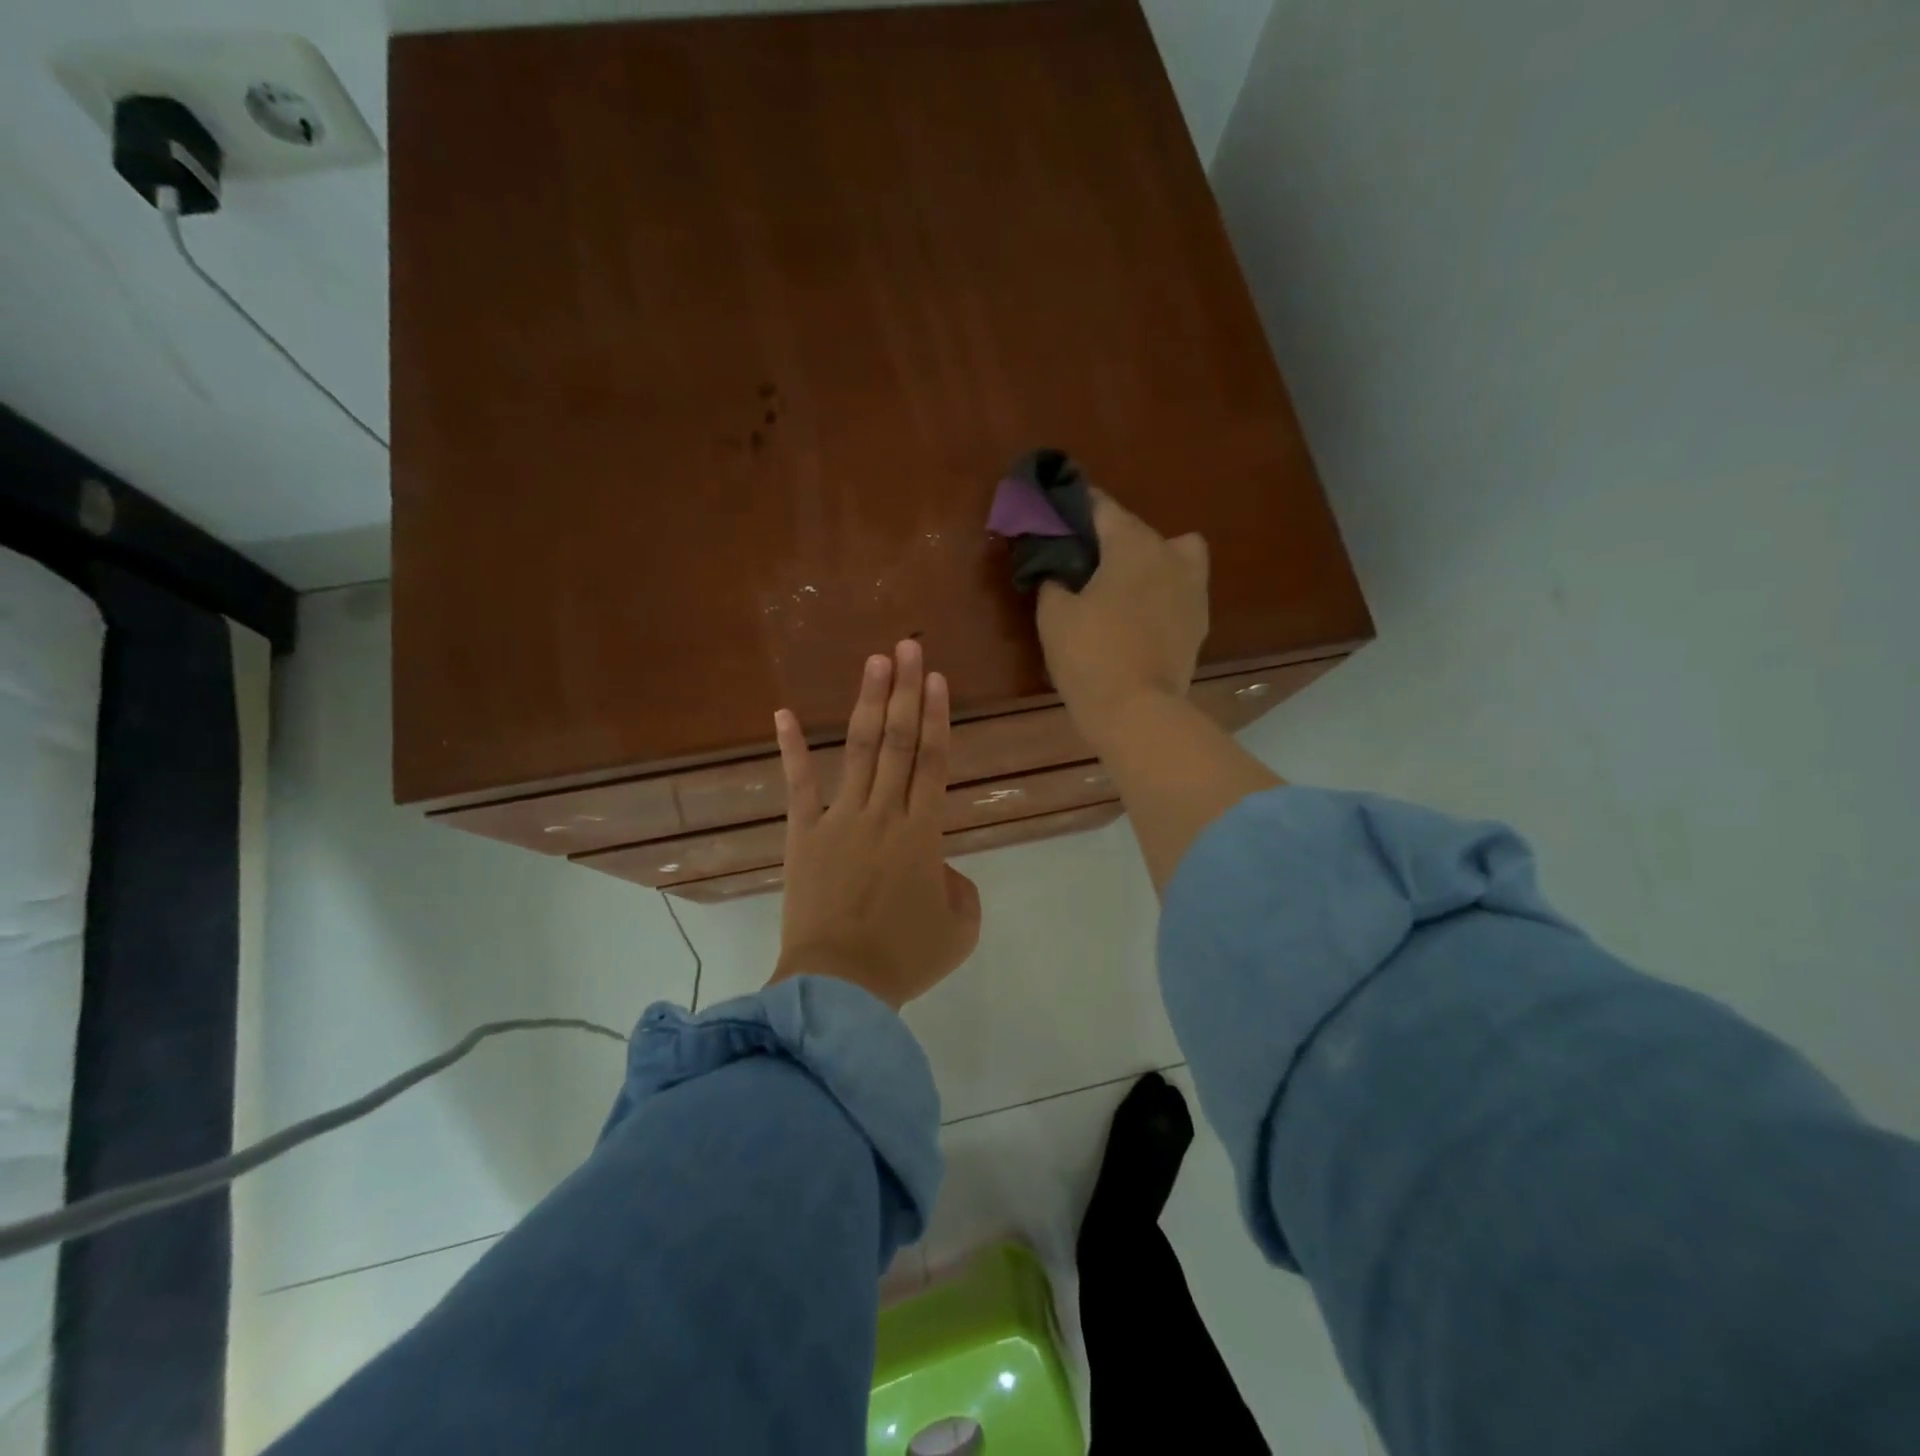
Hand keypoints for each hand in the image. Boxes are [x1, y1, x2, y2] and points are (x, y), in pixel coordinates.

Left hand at [768, 640, 982, 1009]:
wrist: (839, 987)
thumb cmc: (904, 959)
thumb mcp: (960, 928)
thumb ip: (960, 888)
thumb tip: (940, 869)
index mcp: (924, 833)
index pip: (934, 761)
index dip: (938, 717)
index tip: (937, 678)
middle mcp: (885, 813)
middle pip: (899, 741)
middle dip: (907, 691)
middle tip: (909, 646)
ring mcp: (840, 820)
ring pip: (859, 750)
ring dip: (868, 703)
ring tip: (876, 662)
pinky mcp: (804, 835)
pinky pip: (798, 785)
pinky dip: (791, 748)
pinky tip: (784, 713)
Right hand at [1036, 492, 1209, 743]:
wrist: (1137, 711)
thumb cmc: (1089, 655)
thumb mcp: (1053, 614)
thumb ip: (1053, 579)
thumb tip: (1058, 569)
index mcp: (1132, 545)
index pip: (1102, 507)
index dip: (1077, 508)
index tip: (1058, 516)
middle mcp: (1170, 555)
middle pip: (1138, 530)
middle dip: (1111, 538)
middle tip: (1082, 562)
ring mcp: (1192, 589)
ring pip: (1173, 555)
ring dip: (1148, 561)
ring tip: (1120, 587)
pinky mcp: (1199, 622)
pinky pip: (1180, 590)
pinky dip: (1161, 593)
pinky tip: (1138, 616)